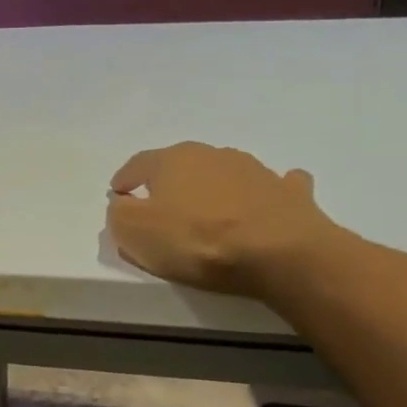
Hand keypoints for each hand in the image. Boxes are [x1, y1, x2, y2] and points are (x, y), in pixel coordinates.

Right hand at [106, 142, 341, 297]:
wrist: (279, 252)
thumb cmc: (196, 240)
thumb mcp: (135, 232)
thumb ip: (119, 215)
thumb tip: (123, 204)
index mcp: (172, 159)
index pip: (138, 164)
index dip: (125, 180)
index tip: (118, 194)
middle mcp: (213, 154)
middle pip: (181, 166)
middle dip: (168, 184)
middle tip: (160, 209)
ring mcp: (255, 170)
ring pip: (223, 174)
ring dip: (211, 189)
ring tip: (205, 214)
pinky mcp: (287, 192)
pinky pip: (268, 187)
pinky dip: (259, 194)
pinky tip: (259, 205)